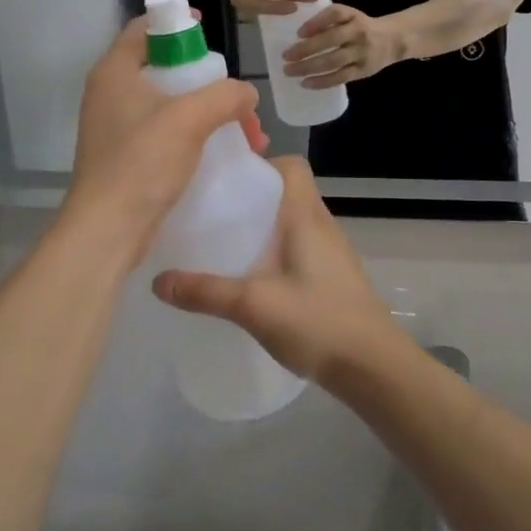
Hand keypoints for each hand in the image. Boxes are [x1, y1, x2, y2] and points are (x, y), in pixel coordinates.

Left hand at [68, 19, 266, 260]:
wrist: (108, 229)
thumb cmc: (142, 163)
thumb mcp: (190, 119)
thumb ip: (225, 96)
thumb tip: (246, 94)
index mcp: (115, 71)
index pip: (144, 28)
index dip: (178, 24)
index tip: (210, 34)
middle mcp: (111, 93)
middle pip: (163, 68)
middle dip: (208, 82)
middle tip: (236, 99)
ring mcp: (116, 127)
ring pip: (169, 105)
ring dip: (208, 114)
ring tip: (245, 136)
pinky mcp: (125, 156)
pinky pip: (165, 133)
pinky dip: (194, 136)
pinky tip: (222, 154)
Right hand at [153, 159, 403, 386]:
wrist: (373, 366)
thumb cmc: (318, 321)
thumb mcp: (254, 305)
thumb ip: (206, 292)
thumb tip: (157, 282)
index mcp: (306, 217)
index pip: (291, 167)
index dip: (261, 164)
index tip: (226, 180)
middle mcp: (321, 225)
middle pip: (287, 192)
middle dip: (251, 197)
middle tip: (212, 211)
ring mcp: (330, 252)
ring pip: (292, 222)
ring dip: (262, 226)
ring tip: (224, 241)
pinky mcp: (331, 277)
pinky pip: (298, 247)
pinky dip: (274, 251)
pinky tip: (251, 276)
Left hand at [283, 4, 404, 88]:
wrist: (393, 40)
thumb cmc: (361, 26)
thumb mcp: (349, 16)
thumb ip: (328, 20)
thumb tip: (298, 32)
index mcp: (353, 16)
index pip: (334, 15)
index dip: (316, 23)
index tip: (298, 33)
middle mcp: (358, 33)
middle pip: (330, 40)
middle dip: (305, 49)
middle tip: (285, 56)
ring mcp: (361, 53)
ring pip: (333, 61)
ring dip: (309, 67)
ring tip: (289, 71)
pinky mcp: (362, 71)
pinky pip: (340, 77)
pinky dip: (322, 81)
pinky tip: (306, 83)